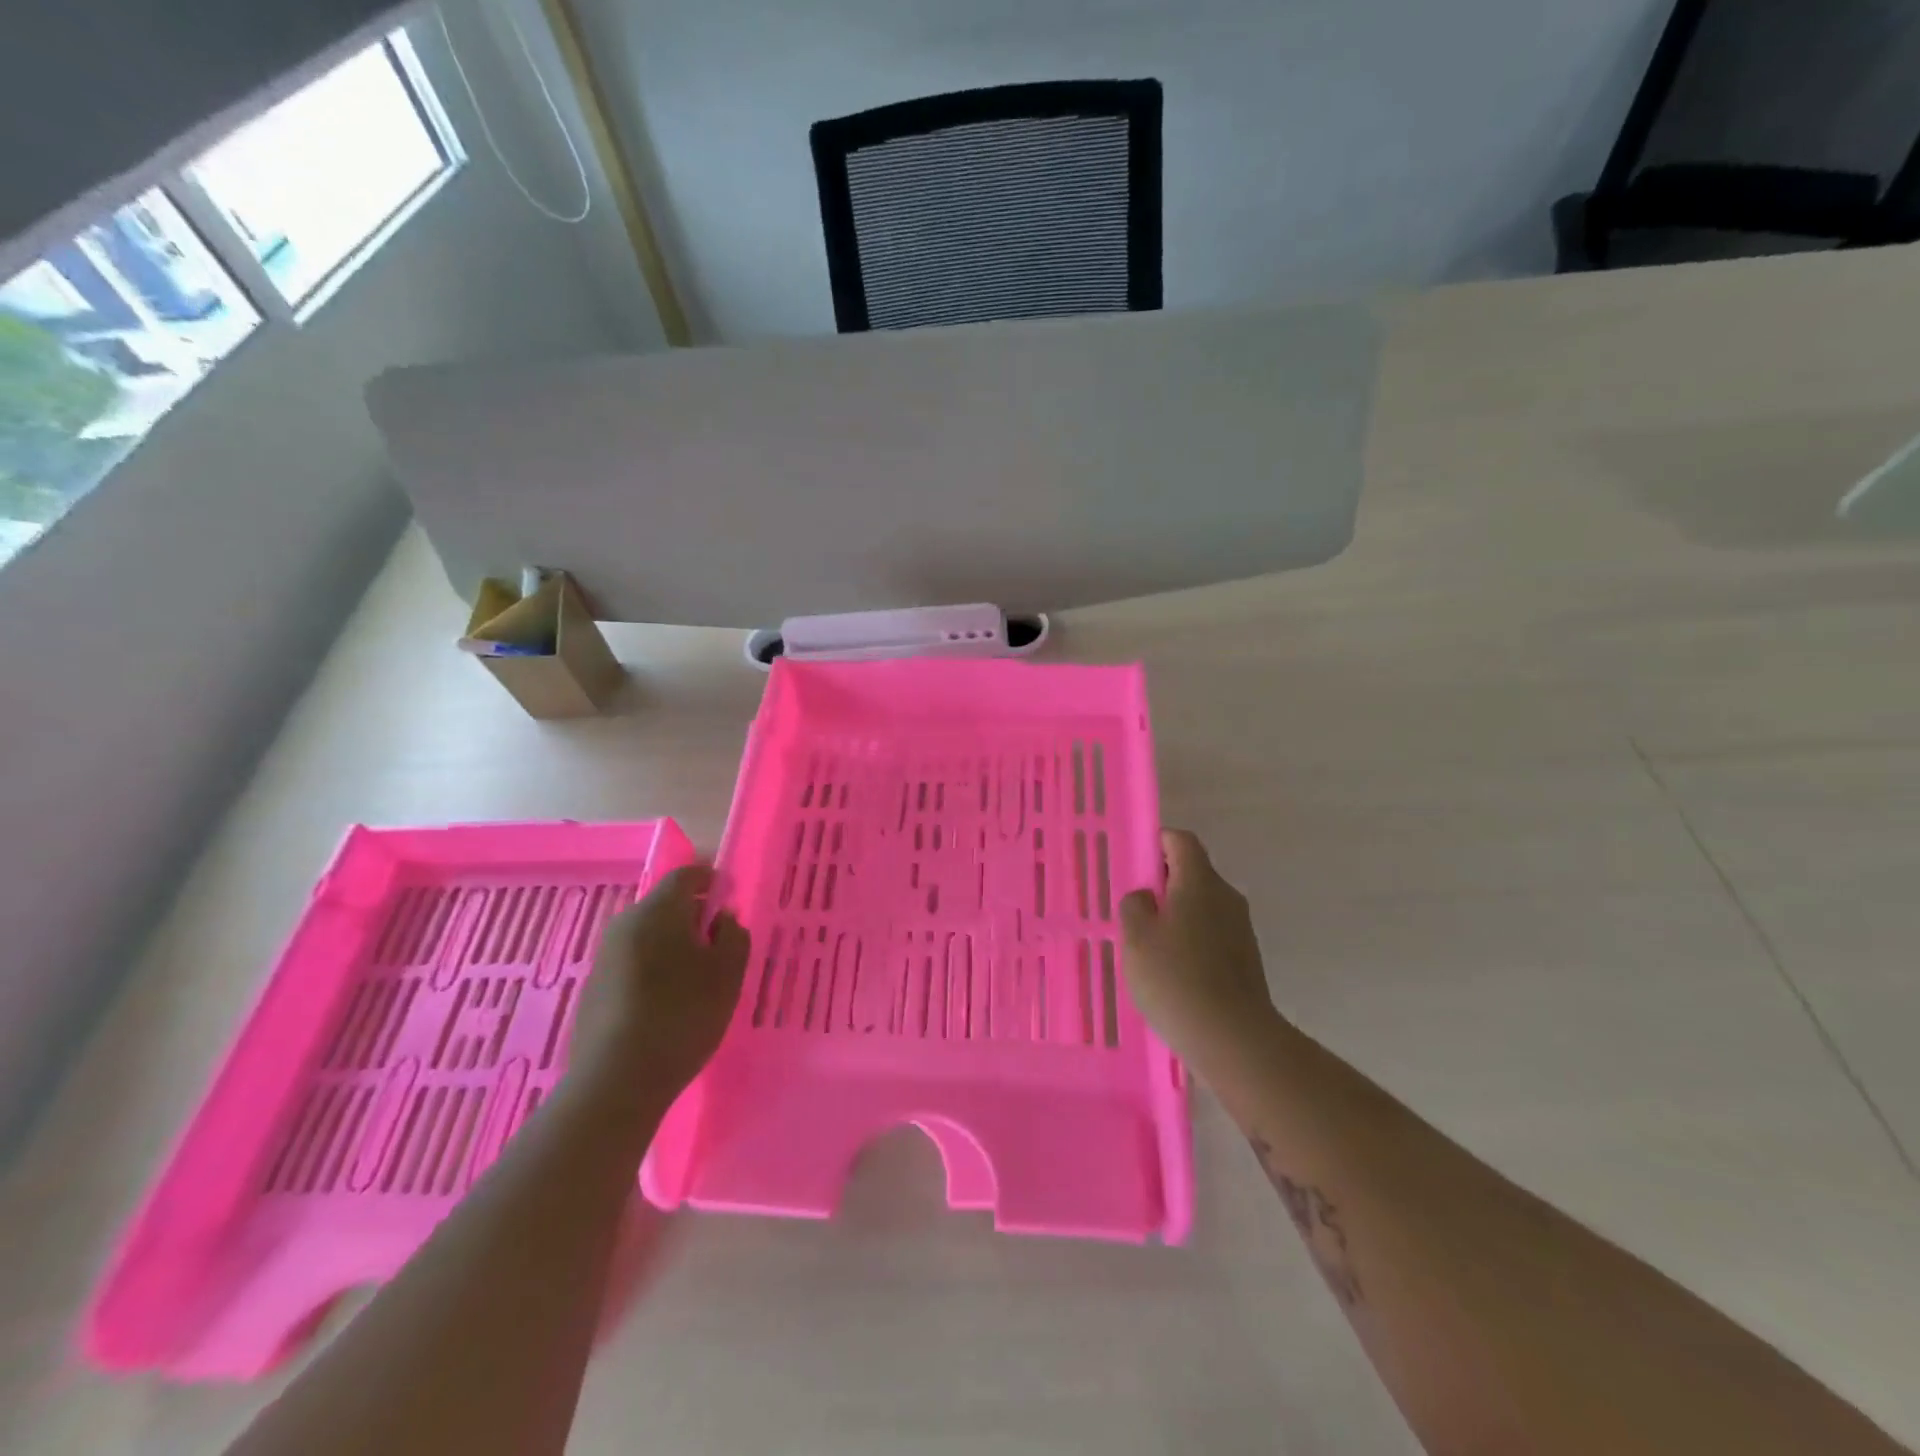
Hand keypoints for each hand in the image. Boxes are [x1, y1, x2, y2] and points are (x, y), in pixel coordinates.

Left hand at [568, 864, 749, 1110]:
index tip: (730, 897)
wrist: (615, 1081)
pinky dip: (655, 968)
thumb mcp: (727, 973)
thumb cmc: (682, 1015)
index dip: (711, 880)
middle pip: (664, 905)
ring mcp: (605, 956)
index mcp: (658, 910)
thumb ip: (733, 935)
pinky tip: (669, 1001)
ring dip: (673, 944)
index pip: (686, 875)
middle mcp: (626, 923)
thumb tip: (722, 918)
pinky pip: (633, 961)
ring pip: (648, 935)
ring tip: (697, 976)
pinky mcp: (595, 987)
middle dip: (693, 915)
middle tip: (719, 942)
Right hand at [1119, 830, 1277, 1067]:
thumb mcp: (1136, 937)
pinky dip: (1191, 941)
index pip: (1181, 841)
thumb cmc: (1176, 978)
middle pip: (1193, 873)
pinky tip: (1172, 972)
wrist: (1233, 1038)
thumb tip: (1147, 896)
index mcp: (1199, 882)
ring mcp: (1241, 929)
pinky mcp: (1246, 959)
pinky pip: (1212, 935)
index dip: (1157, 842)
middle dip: (1163, 884)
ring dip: (1177, 916)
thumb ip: (1135, 906)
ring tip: (1149, 946)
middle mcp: (1226, 897)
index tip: (1135, 863)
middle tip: (1134, 910)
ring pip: (1202, 906)